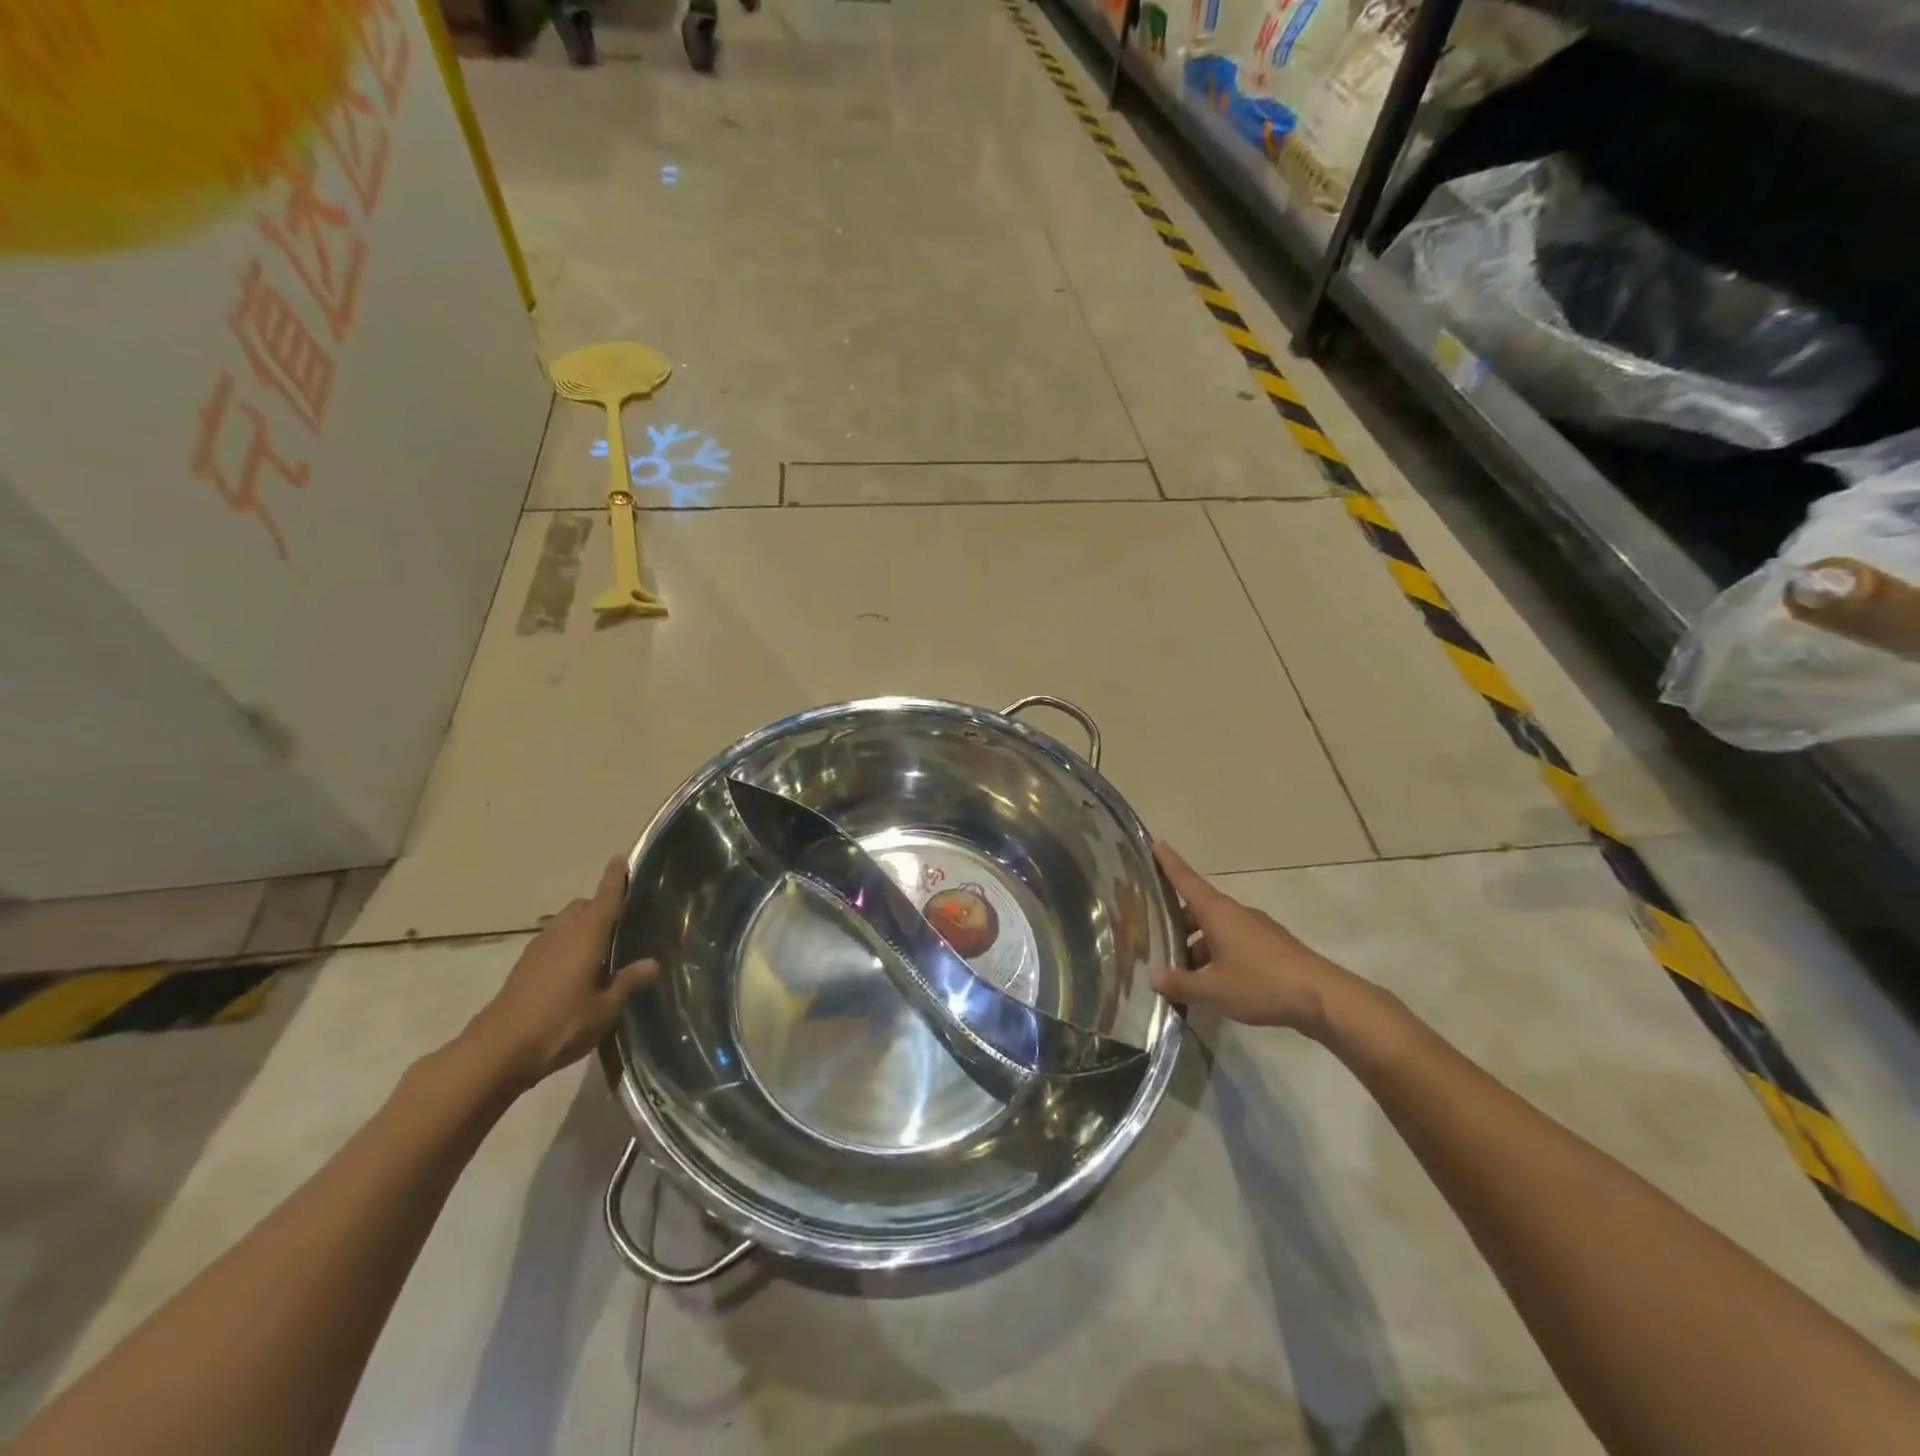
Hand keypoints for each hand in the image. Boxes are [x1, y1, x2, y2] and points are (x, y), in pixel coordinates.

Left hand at [460, 857, 657, 1091]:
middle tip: (623, 921)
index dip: (615, 877)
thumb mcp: (605, 1009)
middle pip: (584, 906)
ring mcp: (539, 949)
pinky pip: (553, 942)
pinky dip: (568, 944)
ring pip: (566, 923)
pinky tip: (578, 969)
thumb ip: (628, 982)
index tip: (621, 856)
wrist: (497, 1052)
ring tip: (603, 946)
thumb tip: (652, 963)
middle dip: (601, 905)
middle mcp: (562, 933)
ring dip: (583, 926)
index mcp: (587, 935)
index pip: (606, 897)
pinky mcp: (524, 967)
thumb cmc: (560, 1025)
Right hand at [1150, 842, 1357, 1037]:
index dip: (1169, 862)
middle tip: (1156, 938)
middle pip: (1198, 909)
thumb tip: (1153, 976)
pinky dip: (1218, 955)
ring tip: (1182, 973)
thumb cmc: (1262, 983)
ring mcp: (1256, 929)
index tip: (1155, 843)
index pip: (1186, 880)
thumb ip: (1181, 983)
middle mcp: (1235, 913)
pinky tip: (1214, 982)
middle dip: (1177, 922)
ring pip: (1216, 929)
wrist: (1324, 998)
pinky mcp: (1271, 947)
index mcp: (1217, 912)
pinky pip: (1233, 943)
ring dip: (1197, 945)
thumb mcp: (1214, 989)